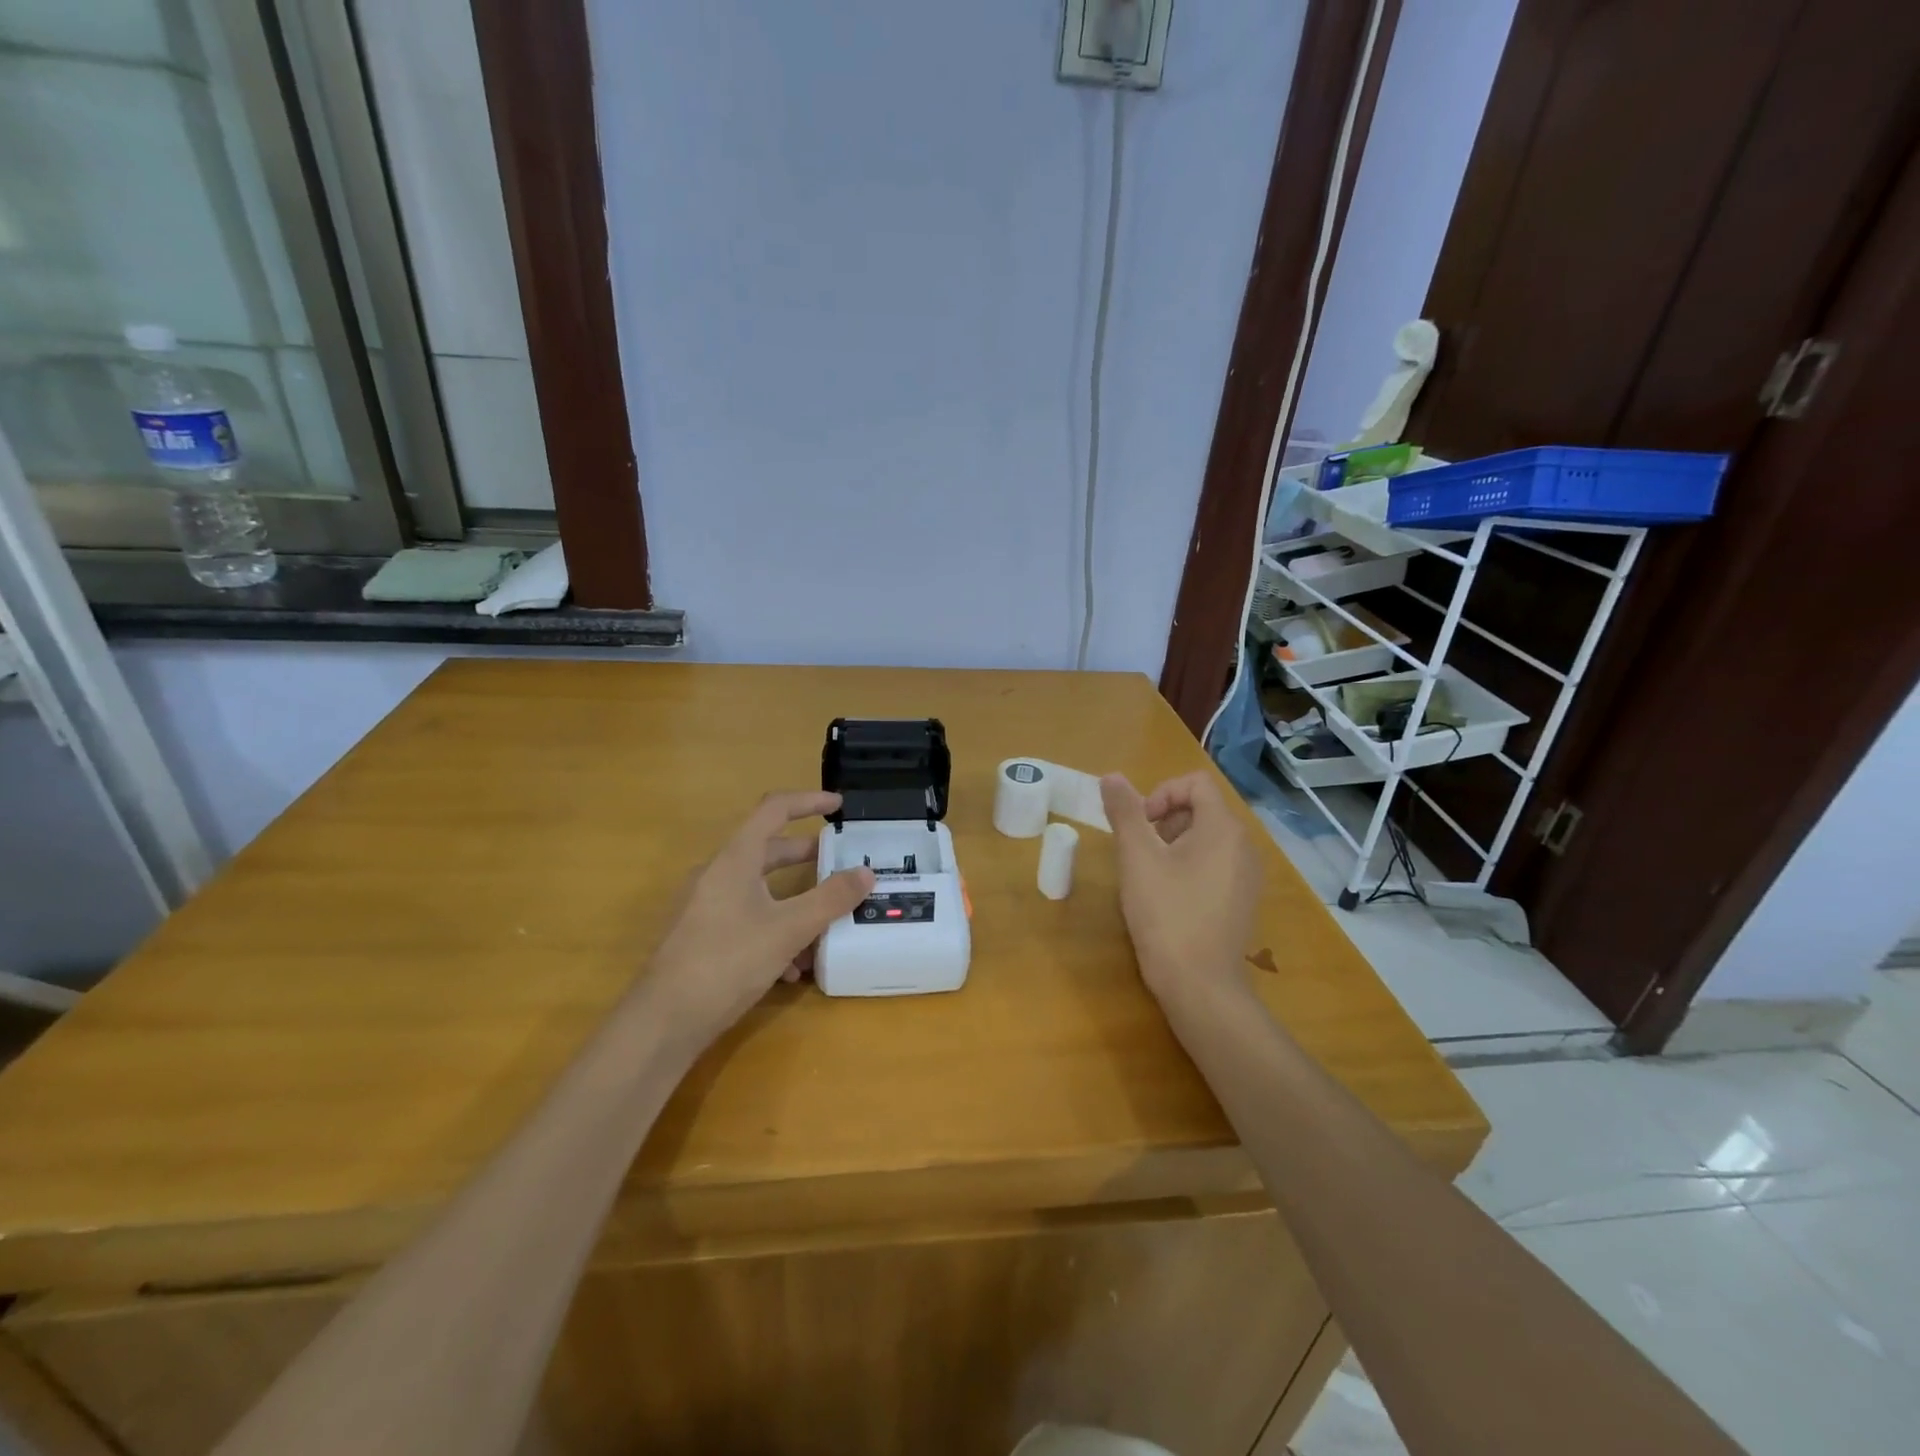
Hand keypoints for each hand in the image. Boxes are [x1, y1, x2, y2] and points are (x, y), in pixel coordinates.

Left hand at [638, 791, 874, 1045]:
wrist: (664, 1021)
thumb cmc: (728, 961)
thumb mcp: (789, 929)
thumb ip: (830, 899)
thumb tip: (865, 872)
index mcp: (736, 859)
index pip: (774, 809)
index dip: (809, 802)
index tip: (839, 806)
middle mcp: (718, 874)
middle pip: (769, 850)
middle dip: (807, 856)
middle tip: (841, 863)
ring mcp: (707, 906)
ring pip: (761, 890)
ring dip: (795, 901)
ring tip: (827, 922)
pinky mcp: (704, 937)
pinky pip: (748, 919)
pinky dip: (775, 930)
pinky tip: (794, 967)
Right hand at [1099, 771, 1262, 1000]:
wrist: (1200, 985)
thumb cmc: (1166, 913)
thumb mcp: (1137, 858)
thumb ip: (1124, 812)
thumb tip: (1111, 776)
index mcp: (1223, 828)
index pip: (1195, 783)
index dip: (1161, 793)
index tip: (1139, 825)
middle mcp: (1244, 846)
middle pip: (1202, 809)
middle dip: (1165, 820)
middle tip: (1139, 851)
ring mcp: (1248, 876)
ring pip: (1208, 838)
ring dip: (1174, 843)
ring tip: (1149, 875)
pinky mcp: (1243, 901)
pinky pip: (1216, 865)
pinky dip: (1190, 866)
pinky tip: (1168, 897)